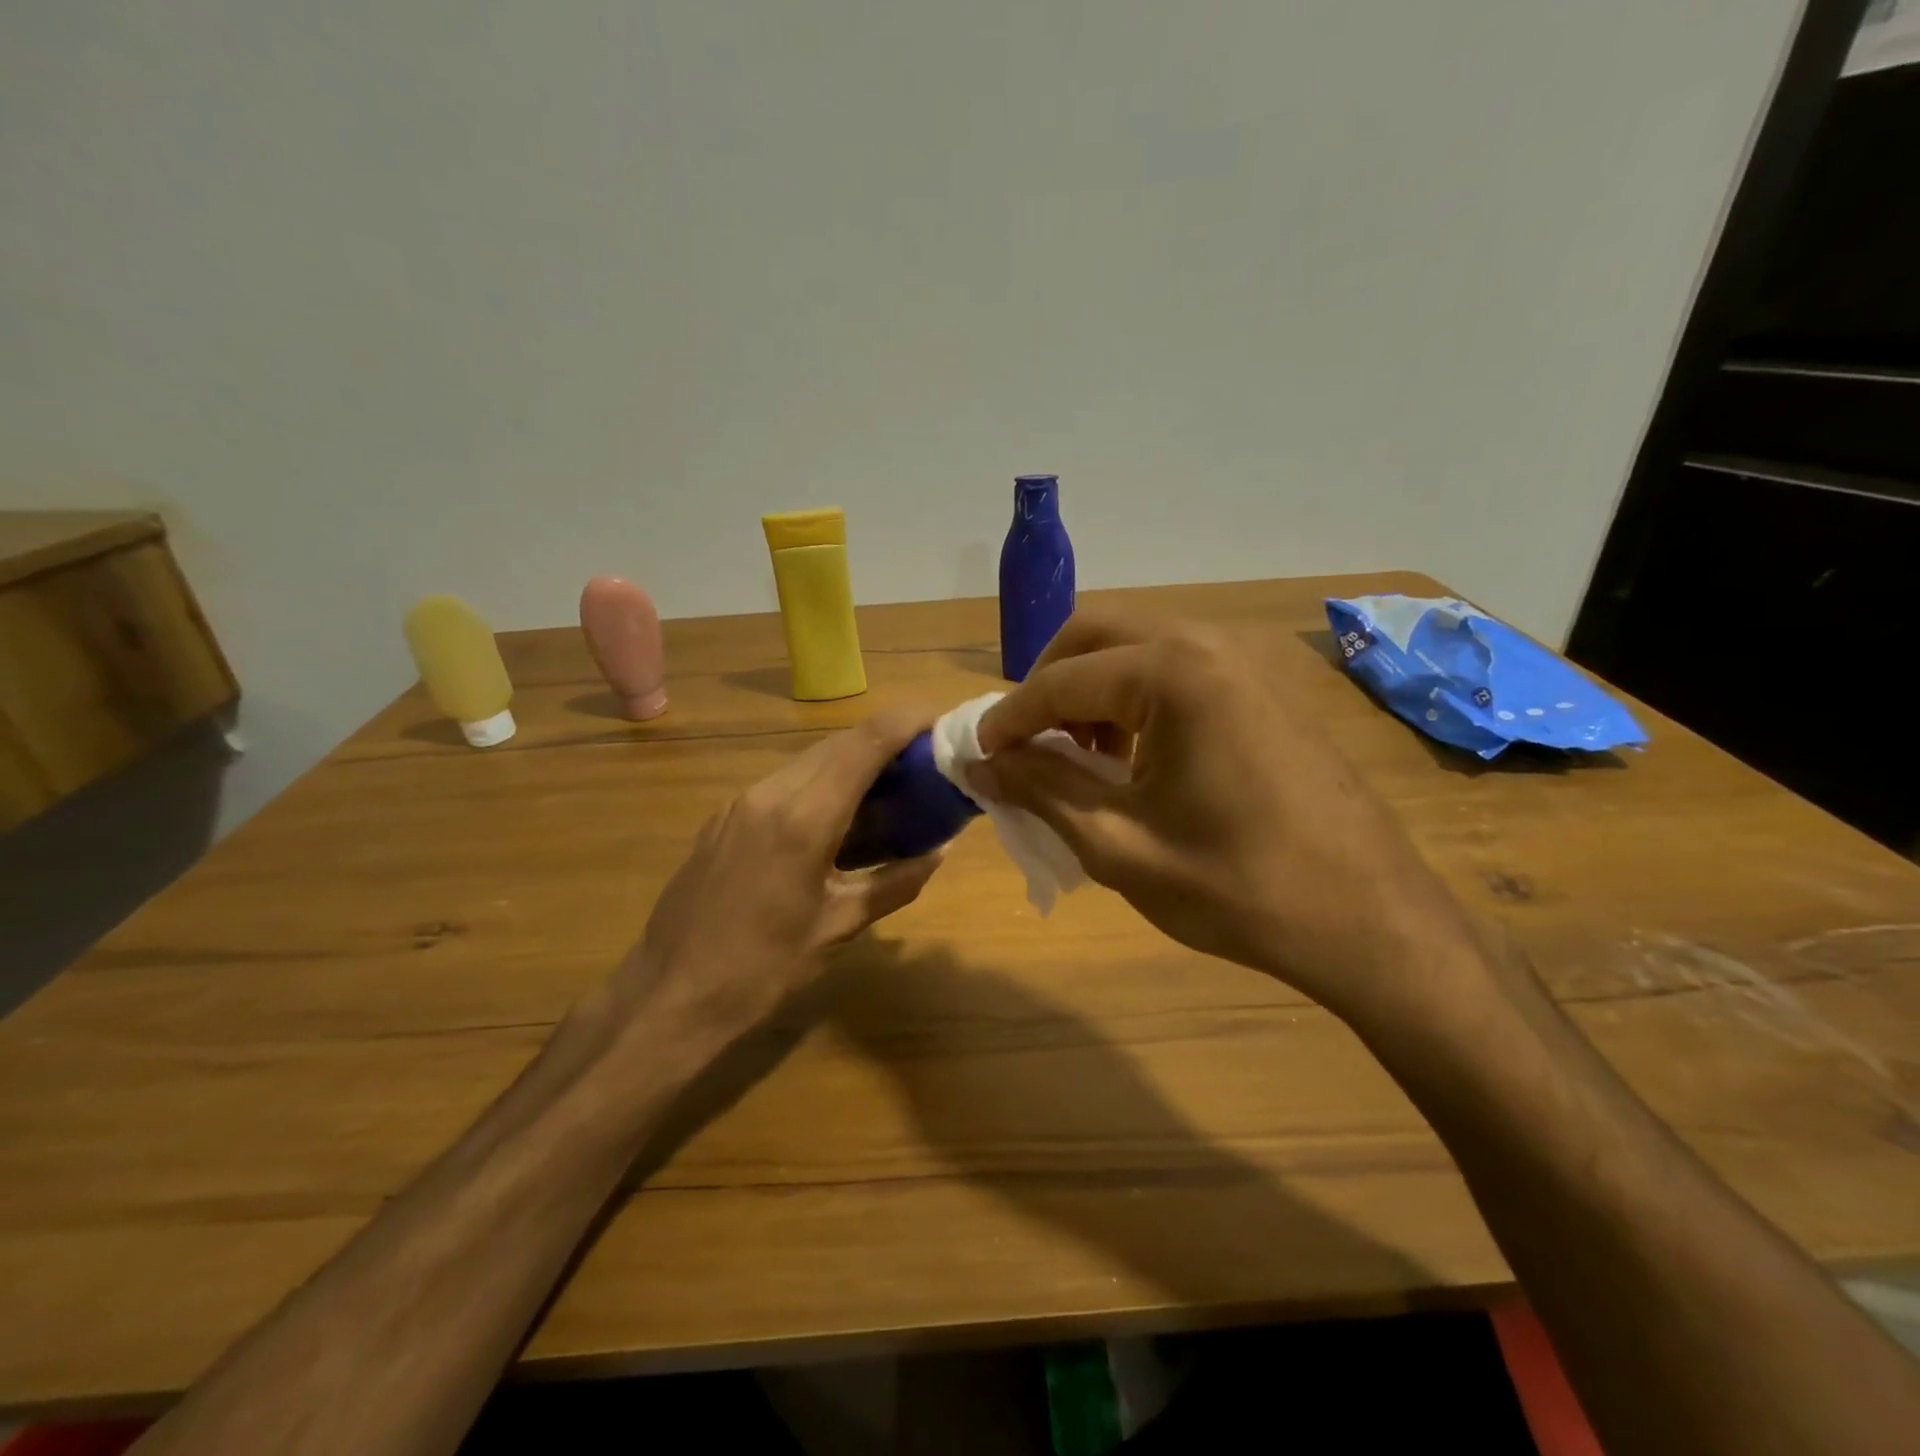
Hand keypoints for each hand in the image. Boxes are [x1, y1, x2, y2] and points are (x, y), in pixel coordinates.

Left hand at [614, 710, 943, 1051]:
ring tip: (887, 790)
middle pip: (838, 744)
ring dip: (851, 763)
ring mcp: (740, 803)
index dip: (906, 722)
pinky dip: (820, 784)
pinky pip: (783, 783)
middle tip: (923, 761)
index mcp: (804, 819)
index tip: (940, 722)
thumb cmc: (764, 969)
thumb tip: (939, 853)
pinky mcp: (724, 818)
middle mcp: (770, 794)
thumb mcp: (839, 926)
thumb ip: (895, 882)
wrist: (671, 995)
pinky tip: (836, 818)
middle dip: (885, 741)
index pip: (865, 744)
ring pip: (808, 760)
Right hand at [972, 614, 1481, 1023]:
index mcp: (1173, 673)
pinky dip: (1137, 696)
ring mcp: (1247, 658)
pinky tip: (1136, 757)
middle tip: (1026, 745)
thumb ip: (1040, 789)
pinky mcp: (1266, 685)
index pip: (1059, 680)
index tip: (978, 755)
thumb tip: (978, 762)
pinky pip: (1179, 667)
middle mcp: (1209, 642)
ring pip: (1138, 645)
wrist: (1370, 922)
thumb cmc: (1237, 889)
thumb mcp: (1118, 845)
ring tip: (1081, 757)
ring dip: (1092, 688)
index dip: (1009, 718)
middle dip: (1048, 684)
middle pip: (1096, 634)